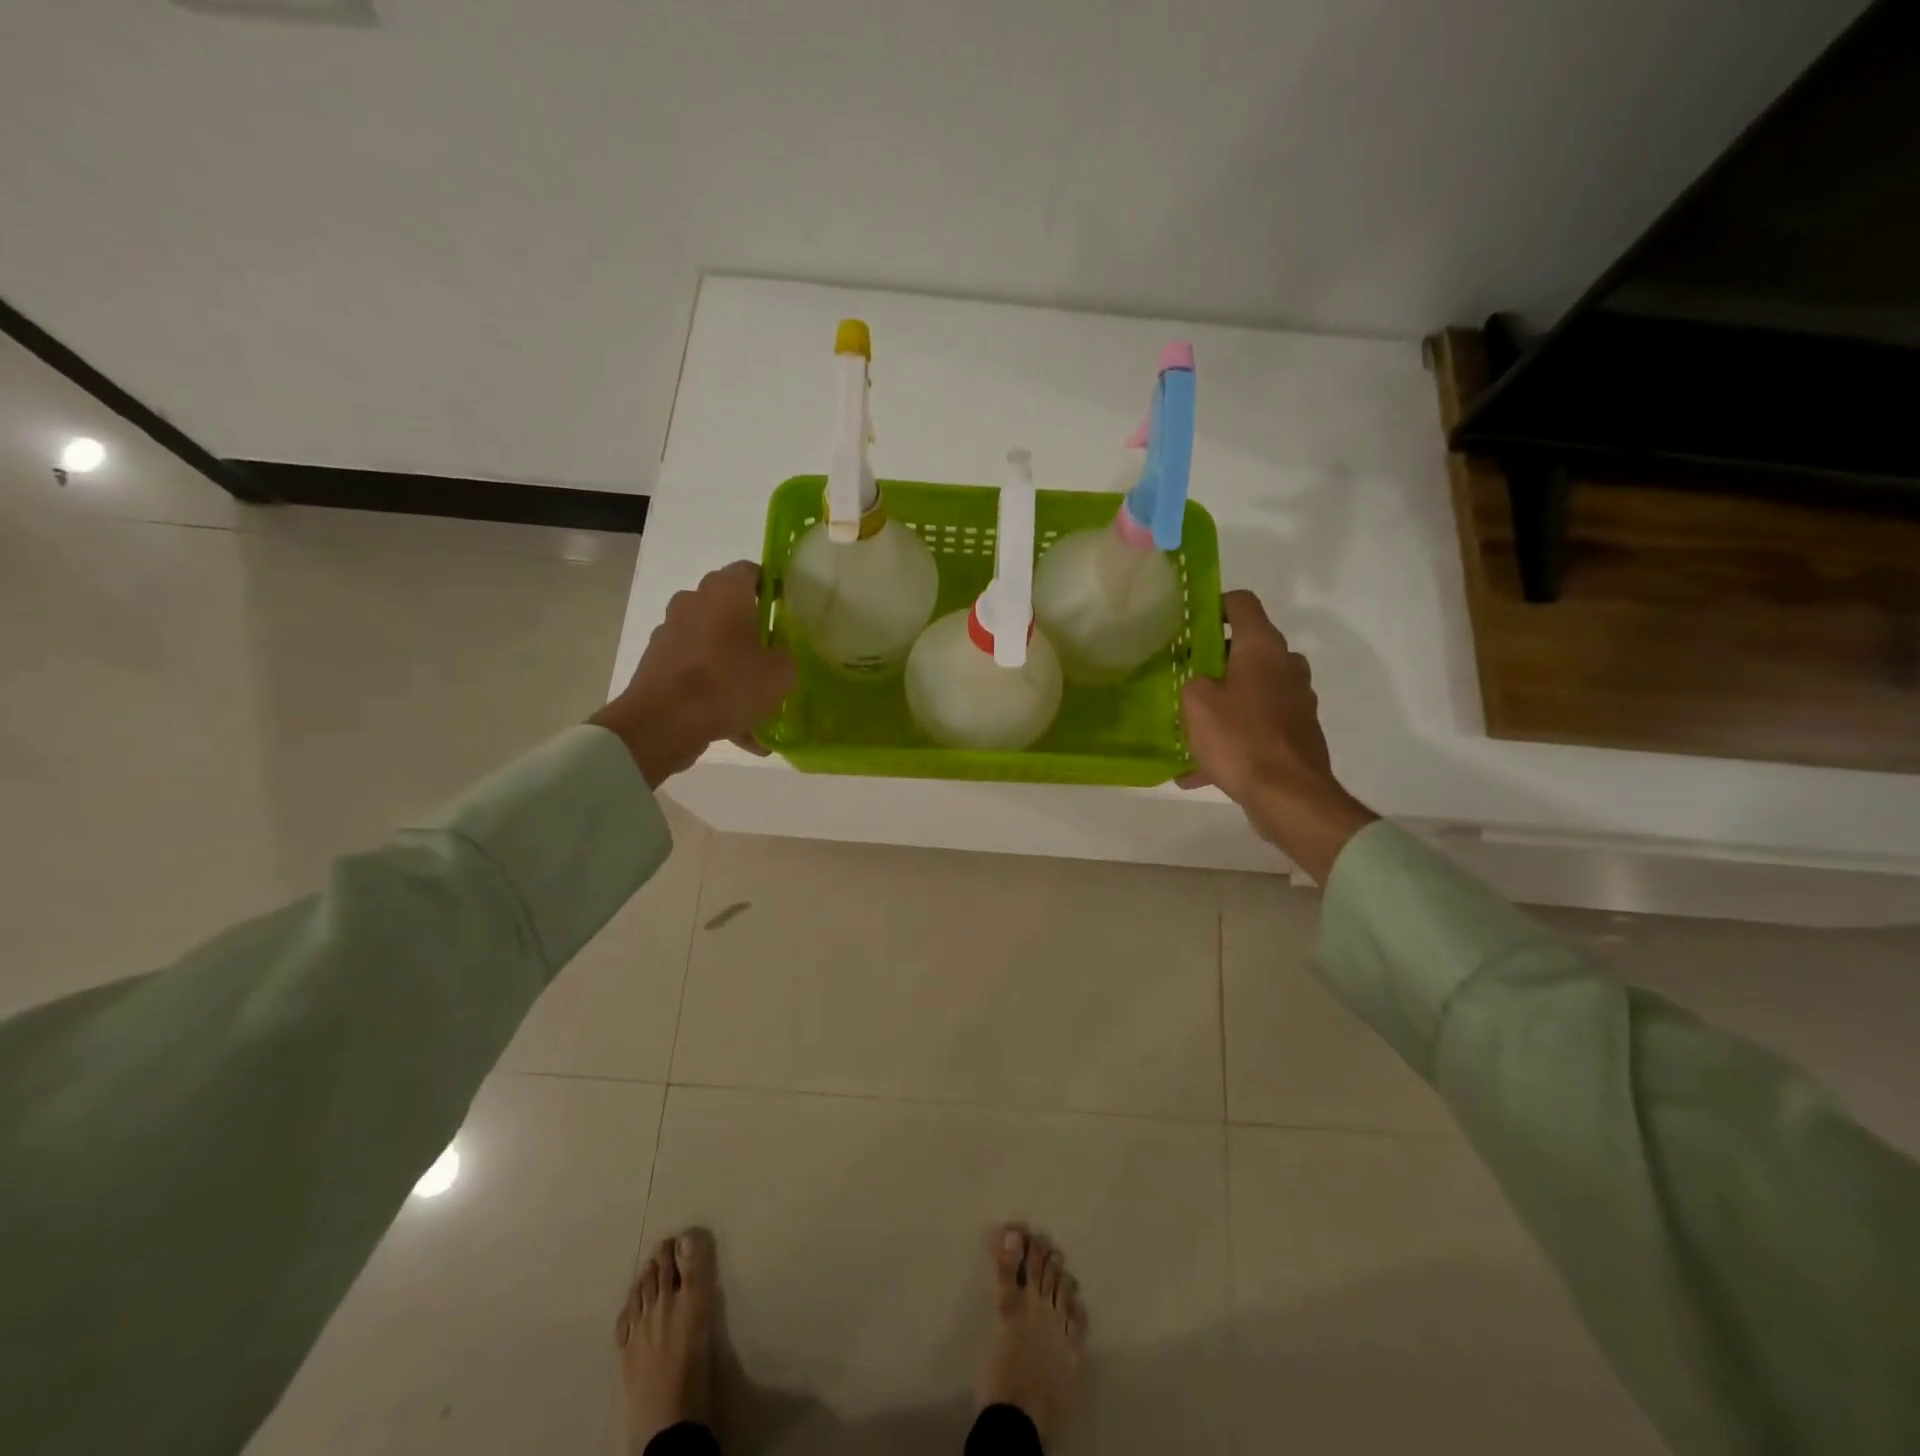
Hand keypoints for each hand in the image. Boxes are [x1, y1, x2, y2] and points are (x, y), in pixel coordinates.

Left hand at [591, 561, 795, 787]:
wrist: (663, 723)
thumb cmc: (728, 684)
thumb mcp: (781, 673)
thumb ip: (788, 655)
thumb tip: (782, 653)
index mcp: (725, 592)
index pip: (751, 571)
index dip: (773, 588)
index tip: (788, 612)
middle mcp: (693, 601)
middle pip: (729, 608)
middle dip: (751, 630)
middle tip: (773, 656)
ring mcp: (670, 631)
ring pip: (712, 643)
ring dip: (732, 664)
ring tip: (755, 703)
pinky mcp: (656, 662)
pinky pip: (695, 671)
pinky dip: (713, 690)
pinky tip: (734, 725)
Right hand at [1179, 590, 1376, 882]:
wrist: (1288, 796)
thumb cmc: (1239, 738)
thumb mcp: (1196, 703)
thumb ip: (1193, 681)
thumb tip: (1203, 683)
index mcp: (1263, 648)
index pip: (1242, 603)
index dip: (1215, 605)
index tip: (1190, 624)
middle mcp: (1286, 667)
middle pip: (1248, 649)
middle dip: (1216, 661)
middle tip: (1185, 678)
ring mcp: (1296, 702)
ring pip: (1253, 691)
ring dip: (1224, 704)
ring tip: (1190, 728)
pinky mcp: (1297, 735)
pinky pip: (1257, 728)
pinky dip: (1233, 741)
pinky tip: (1200, 770)